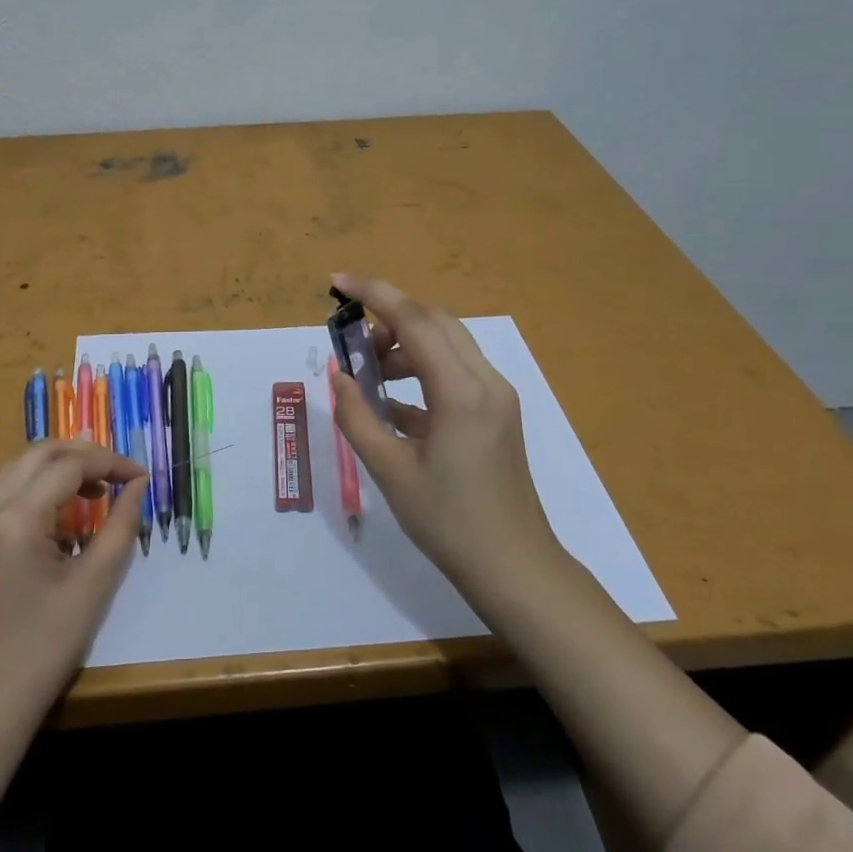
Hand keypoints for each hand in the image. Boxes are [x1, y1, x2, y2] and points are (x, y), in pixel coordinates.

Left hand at [0, 441, 146, 724]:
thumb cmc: (43, 649)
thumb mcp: (94, 586)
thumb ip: (121, 526)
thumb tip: (138, 485)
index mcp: (17, 518)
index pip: (70, 465)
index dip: (110, 463)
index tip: (140, 478)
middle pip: (41, 453)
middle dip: (84, 454)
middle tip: (117, 475)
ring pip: (18, 464)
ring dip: (56, 464)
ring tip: (91, 488)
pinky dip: (30, 481)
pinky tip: (51, 507)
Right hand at [329, 274, 562, 605]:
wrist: (515, 569)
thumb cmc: (449, 523)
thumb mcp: (390, 471)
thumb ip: (357, 416)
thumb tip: (338, 375)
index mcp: (460, 391)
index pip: (414, 320)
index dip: (373, 293)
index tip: (336, 282)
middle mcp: (485, 380)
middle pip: (434, 320)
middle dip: (388, 314)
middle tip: (351, 335)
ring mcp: (496, 395)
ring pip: (446, 341)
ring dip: (405, 342)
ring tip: (371, 373)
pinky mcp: (497, 411)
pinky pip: (455, 368)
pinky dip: (422, 367)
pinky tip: (393, 401)